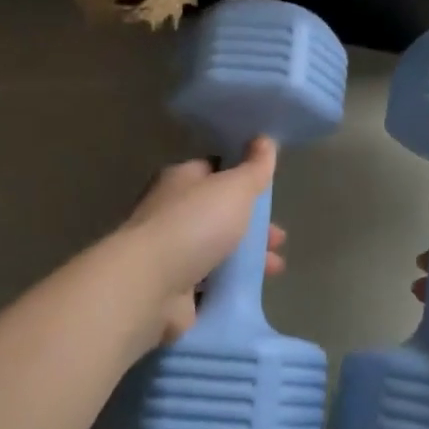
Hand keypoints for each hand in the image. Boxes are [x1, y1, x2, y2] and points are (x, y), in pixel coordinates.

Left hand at [118, 138, 285, 351]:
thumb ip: (254, 168)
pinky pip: (208, 283)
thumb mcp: (234, 188)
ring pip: (216, 250)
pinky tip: (251, 289)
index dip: (242, 179)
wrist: (149, 285)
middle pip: (218, 214)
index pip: (213, 171)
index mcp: (180, 180)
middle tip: (279, 238)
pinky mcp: (170, 288)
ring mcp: (168, 252)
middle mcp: (170, 212)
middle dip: (252, 226)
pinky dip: (229, 285)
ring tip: (275, 269)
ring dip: (246, 258)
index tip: (268, 192)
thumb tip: (265, 140)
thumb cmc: (194, 225)